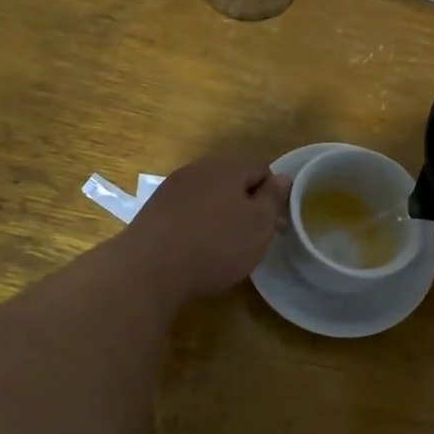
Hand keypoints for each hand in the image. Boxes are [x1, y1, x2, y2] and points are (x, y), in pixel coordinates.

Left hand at [124, 152, 292, 299]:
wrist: (150, 268)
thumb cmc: (216, 245)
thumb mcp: (258, 225)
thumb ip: (273, 198)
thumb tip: (283, 177)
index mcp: (227, 166)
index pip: (261, 169)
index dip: (270, 196)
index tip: (270, 224)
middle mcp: (198, 168)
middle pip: (232, 180)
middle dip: (243, 204)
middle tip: (248, 237)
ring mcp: (172, 187)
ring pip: (208, 195)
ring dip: (219, 214)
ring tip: (221, 246)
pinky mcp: (154, 208)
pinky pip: (186, 210)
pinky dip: (196, 224)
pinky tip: (194, 248)